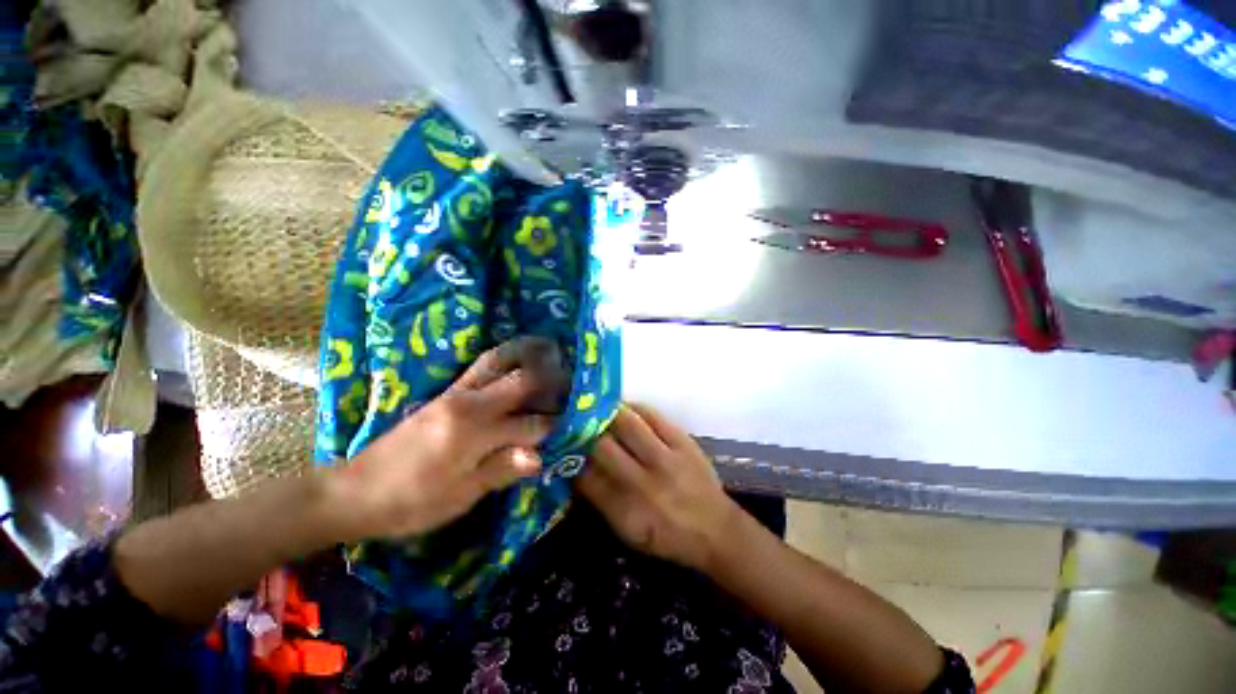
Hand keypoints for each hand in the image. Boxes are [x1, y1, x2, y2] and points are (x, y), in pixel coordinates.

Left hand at [329, 338, 565, 540]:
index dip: (555, 426)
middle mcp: (467, 402)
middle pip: (520, 380)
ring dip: (527, 354)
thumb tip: (541, 456)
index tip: (576, 423)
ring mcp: (455, 393)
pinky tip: (517, 357)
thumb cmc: (409, 502)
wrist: (353, 491)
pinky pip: (481, 365)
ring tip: (550, 349)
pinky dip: (505, 357)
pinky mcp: (446, 393)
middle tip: (574, 378)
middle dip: (551, 379)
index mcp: (472, 432)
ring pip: (498, 361)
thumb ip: (501, 470)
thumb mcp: (458, 497)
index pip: (529, 424)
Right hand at [576, 404, 740, 571]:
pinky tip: (624, 407)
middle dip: (584, 432)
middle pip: (602, 446)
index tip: (564, 447)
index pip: (586, 477)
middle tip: (577, 424)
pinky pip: (652, 415)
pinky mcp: (683, 442)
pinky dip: (634, 408)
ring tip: (596, 409)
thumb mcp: (628, 533)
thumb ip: (601, 501)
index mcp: (625, 511)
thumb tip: (577, 470)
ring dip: (606, 414)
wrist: (715, 530)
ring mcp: (665, 459)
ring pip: (626, 424)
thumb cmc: (667, 536)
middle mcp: (642, 483)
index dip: (571, 458)